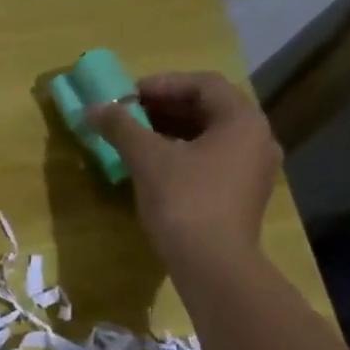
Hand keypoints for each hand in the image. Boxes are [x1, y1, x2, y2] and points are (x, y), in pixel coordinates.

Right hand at [88, 70, 279, 270]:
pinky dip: (183, 155)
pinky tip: (155, 168)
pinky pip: (212, 162)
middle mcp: (257, 139)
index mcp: (242, 121)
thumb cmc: (185, 203)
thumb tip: (93, 108)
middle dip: (166, 108)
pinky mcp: (242, 197)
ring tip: (137, 139)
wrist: (213, 265)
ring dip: (173, 132)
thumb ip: (122, 128)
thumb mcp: (148, 160)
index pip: (204, 84)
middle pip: (209, 109)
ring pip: (210, 138)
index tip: (128, 95)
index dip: (164, 84)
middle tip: (129, 115)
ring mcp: (253, 170)